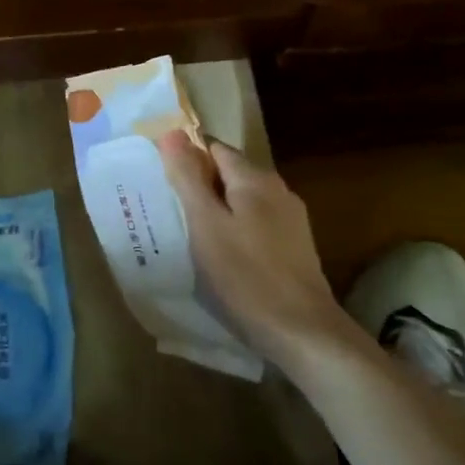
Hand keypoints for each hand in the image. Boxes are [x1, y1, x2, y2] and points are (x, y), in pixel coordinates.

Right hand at [156, 130, 346, 356]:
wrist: (302, 332)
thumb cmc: (245, 274)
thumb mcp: (205, 224)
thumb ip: (187, 177)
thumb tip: (172, 133)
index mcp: (255, 178)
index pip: (214, 148)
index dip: (186, 158)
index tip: (162, 182)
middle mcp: (277, 190)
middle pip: (229, 173)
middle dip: (199, 185)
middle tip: (169, 209)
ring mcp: (290, 220)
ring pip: (242, 200)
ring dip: (216, 210)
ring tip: (188, 233)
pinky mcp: (294, 247)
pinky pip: (254, 223)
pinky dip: (233, 229)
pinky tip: (219, 254)